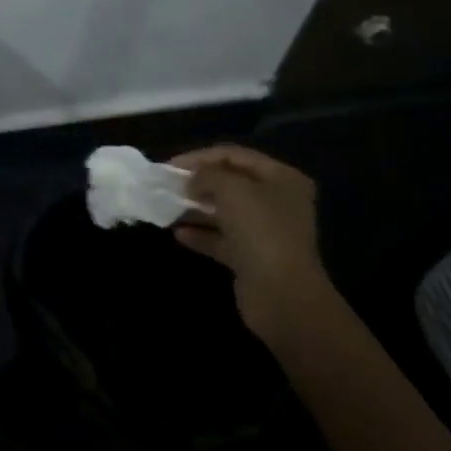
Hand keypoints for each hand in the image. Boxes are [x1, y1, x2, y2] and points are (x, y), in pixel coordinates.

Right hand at [169, 145, 328, 338]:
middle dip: (198, 183)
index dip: (201, 157)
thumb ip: (207, 175)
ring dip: (196, 209)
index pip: (235, 155)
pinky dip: (201, 235)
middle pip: (231, 184)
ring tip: (167, 208)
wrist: (282, 295)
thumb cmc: (260, 231)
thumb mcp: (231, 190)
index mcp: (282, 179)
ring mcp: (266, 232)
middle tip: (168, 186)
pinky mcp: (252, 258)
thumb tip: (192, 179)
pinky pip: (222, 240)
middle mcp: (277, 202)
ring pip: (224, 212)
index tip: (170, 166)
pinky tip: (178, 234)